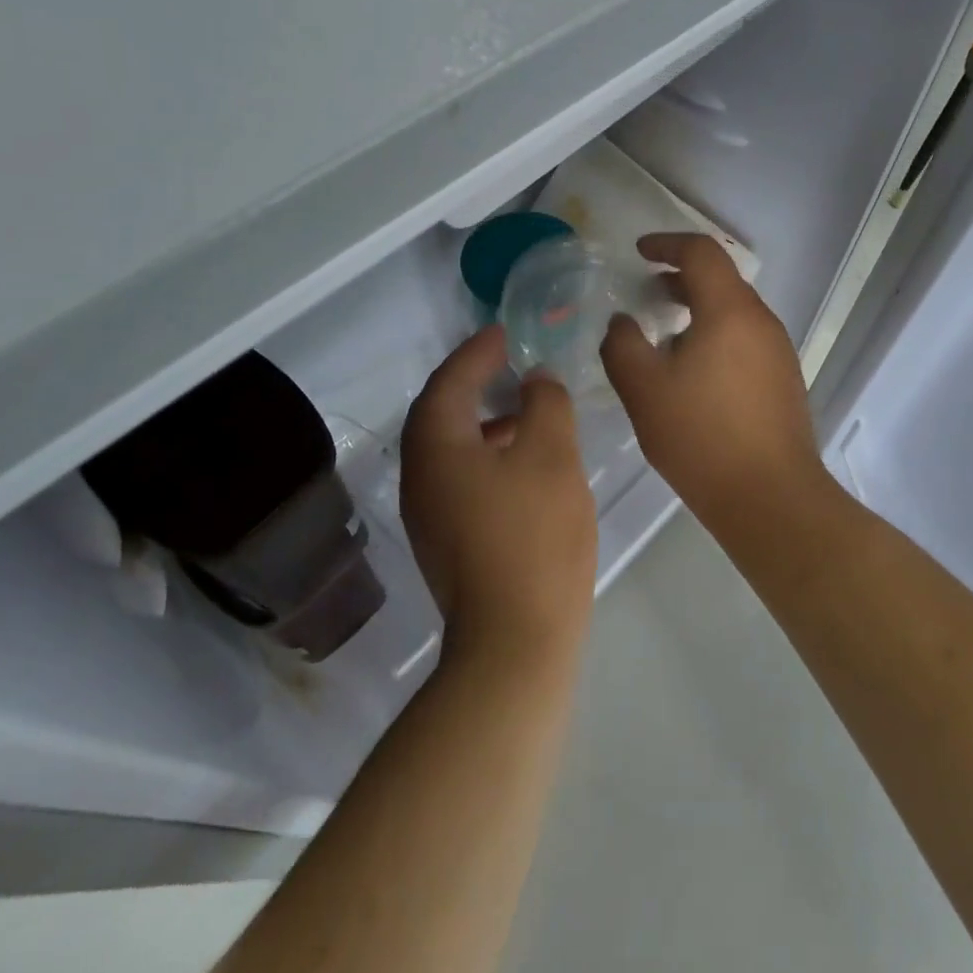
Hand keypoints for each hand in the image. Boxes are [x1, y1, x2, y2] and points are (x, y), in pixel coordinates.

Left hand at [401, 326, 597, 663]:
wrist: (515, 640)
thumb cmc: (534, 535)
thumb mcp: (552, 454)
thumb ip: (545, 404)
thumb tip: (536, 380)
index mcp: (437, 447)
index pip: (449, 382)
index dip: (477, 352)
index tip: (504, 332)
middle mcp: (420, 476)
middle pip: (440, 413)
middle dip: (473, 382)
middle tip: (509, 361)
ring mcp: (429, 514)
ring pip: (450, 448)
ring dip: (482, 420)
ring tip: (525, 408)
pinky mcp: (445, 541)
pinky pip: (459, 476)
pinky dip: (485, 454)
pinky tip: (523, 463)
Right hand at [600, 234, 827, 518]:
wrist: (771, 498)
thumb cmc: (702, 437)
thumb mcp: (644, 390)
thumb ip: (622, 346)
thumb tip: (622, 322)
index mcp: (730, 311)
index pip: (701, 253)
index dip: (667, 244)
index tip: (639, 252)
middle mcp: (761, 321)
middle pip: (721, 280)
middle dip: (680, 277)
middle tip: (646, 290)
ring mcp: (778, 351)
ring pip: (734, 311)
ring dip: (698, 308)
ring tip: (664, 333)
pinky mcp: (784, 379)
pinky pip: (744, 338)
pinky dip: (715, 334)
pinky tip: (693, 370)